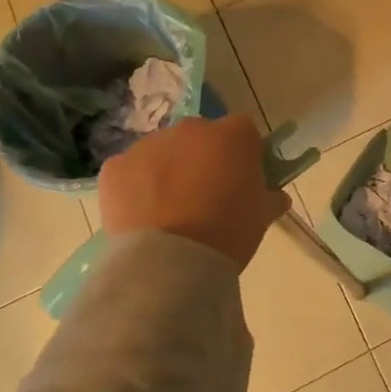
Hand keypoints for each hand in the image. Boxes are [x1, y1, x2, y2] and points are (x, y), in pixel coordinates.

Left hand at [98, 115, 289, 270]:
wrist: (171, 262)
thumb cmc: (228, 233)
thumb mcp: (261, 217)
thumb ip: (269, 198)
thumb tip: (274, 196)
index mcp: (233, 136)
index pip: (244, 132)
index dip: (243, 154)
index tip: (242, 179)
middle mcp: (191, 129)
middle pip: (200, 136)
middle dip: (203, 158)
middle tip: (205, 195)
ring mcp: (149, 145)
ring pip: (163, 152)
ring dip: (168, 170)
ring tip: (169, 210)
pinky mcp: (115, 167)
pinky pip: (130, 170)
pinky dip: (136, 186)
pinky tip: (143, 215)